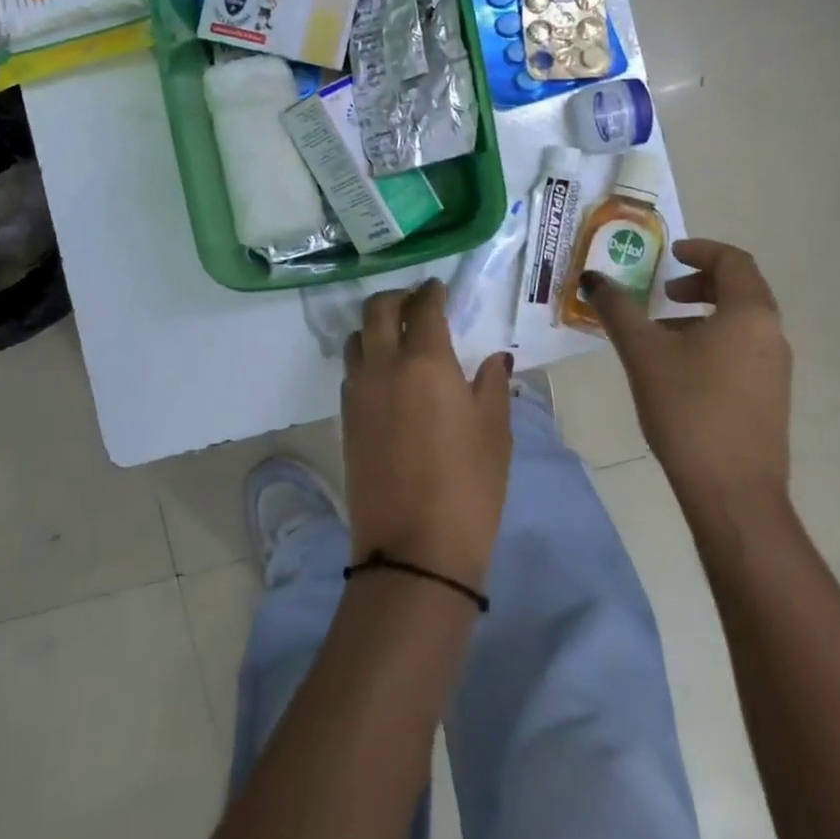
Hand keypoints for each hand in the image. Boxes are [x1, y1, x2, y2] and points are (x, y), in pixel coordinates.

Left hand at [342, 280, 513, 586]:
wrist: (414, 550)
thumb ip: (491, 385)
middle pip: (378, 310)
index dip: (431, 292)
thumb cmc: (468, 486)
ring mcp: (358, 392)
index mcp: (426, 362)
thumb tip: (493, 358)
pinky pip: (351, 370)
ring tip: (397, 336)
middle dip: (397, 298)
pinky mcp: (345, 418)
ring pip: (357, 338)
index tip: (438, 288)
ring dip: (375, 326)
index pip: (424, 308)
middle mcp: (384, 366)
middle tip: (416, 303)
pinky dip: (366, 357)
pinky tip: (386, 374)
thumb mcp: (494, 431)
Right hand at [587, 239, 792, 514]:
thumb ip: (618, 309)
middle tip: (663, 293)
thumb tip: (593, 278)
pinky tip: (681, 371)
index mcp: (749, 313)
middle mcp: (772, 334)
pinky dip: (714, 341)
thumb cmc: (688, 409)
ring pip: (741, 322)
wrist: (733, 492)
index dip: (700, 250)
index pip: (733, 260)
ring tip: (663, 334)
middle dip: (699, 283)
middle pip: (741, 289)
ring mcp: (777, 369)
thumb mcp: (643, 354)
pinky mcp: (771, 397)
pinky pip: (744, 349)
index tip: (670, 256)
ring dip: (704, 314)